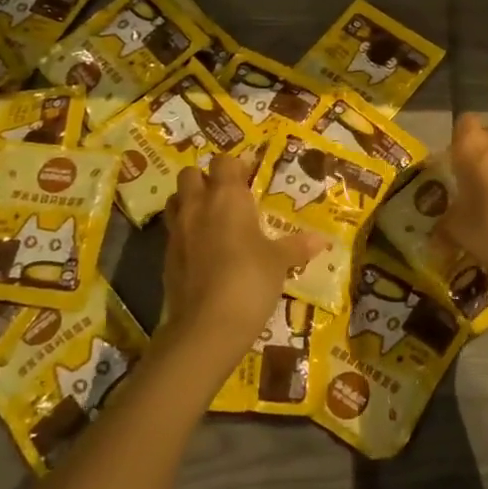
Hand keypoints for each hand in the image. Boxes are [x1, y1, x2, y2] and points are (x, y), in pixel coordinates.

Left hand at [158, 154, 326, 372]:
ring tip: (211, 219)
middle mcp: (197, 206)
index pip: (224, 162)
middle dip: (205, 179)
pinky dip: (185, 234)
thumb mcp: (279, 262)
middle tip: (226, 196)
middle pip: (189, 174)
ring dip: (189, 203)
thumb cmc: (249, 280)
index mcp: (226, 197)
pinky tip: (203, 252)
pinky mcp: (166, 259)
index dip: (236, 166)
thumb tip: (321, 240)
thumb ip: (297, 246)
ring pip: (175, 201)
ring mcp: (177, 232)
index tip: (251, 177)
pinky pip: (173, 233)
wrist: (206, 326)